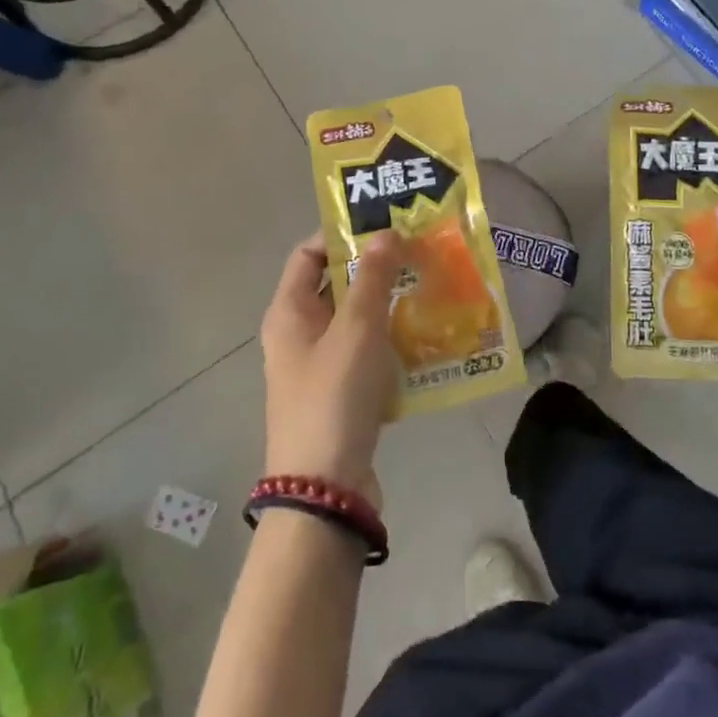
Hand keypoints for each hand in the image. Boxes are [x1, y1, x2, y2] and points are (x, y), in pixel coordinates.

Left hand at [259, 231, 408, 505]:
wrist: (325, 489)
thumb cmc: (333, 397)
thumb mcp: (356, 330)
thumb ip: (372, 278)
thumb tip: (385, 233)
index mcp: (288, 313)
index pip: (308, 254)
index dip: (341, 235)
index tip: (384, 226)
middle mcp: (298, 334)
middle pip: (335, 286)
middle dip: (375, 268)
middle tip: (417, 252)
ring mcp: (319, 366)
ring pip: (355, 320)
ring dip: (388, 303)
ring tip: (429, 286)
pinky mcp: (341, 393)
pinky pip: (367, 353)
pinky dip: (391, 340)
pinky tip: (427, 334)